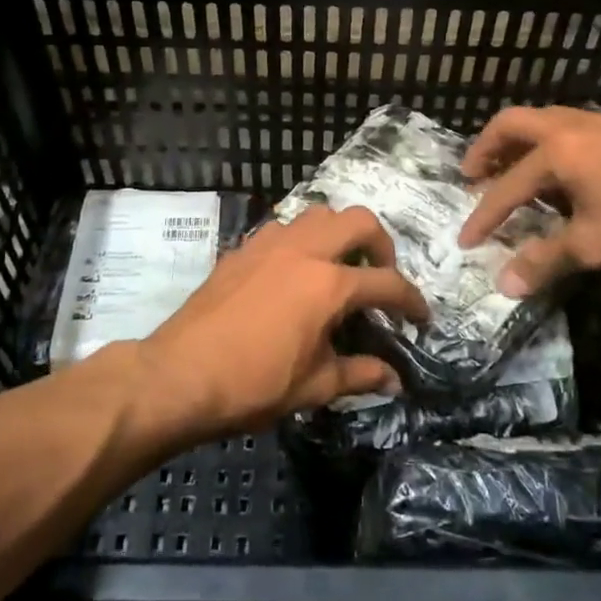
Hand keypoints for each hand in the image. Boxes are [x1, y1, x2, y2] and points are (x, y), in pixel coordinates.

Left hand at [138, 206, 428, 435]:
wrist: (180, 374)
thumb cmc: (253, 384)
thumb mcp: (314, 386)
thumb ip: (359, 375)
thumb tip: (393, 379)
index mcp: (328, 284)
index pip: (387, 283)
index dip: (411, 300)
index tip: (420, 317)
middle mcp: (304, 250)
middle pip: (358, 221)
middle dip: (381, 244)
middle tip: (379, 275)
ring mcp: (270, 243)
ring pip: (319, 215)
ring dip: (338, 234)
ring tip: (338, 267)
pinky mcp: (243, 249)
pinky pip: (284, 229)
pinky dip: (302, 241)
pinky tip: (294, 272)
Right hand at [457, 106, 600, 297]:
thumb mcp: (594, 245)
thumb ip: (546, 261)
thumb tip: (504, 286)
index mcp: (554, 153)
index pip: (506, 188)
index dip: (484, 217)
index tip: (466, 239)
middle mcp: (567, 127)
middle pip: (511, 125)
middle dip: (486, 149)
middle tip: (472, 174)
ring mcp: (597, 121)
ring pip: (542, 121)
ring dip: (519, 144)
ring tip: (514, 169)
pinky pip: (568, 127)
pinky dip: (548, 144)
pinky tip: (565, 171)